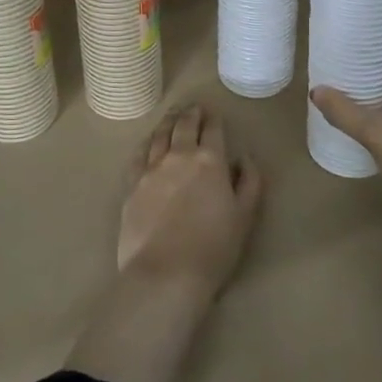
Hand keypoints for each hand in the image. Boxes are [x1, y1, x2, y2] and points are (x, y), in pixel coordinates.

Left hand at [117, 104, 263, 294]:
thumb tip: (244, 157)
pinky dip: (146, 143)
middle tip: (193, 107)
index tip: (214, 113)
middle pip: (184, 126)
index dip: (214, 120)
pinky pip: (138, 154)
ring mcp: (151, 168)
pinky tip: (148, 142)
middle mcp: (179, 156)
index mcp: (209, 161)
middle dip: (190, 114)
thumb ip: (249, 182)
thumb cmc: (213, 248)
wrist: (165, 274)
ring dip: (168, 122)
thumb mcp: (245, 216)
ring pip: (159, 135)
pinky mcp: (132, 184)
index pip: (213, 131)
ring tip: (172, 116)